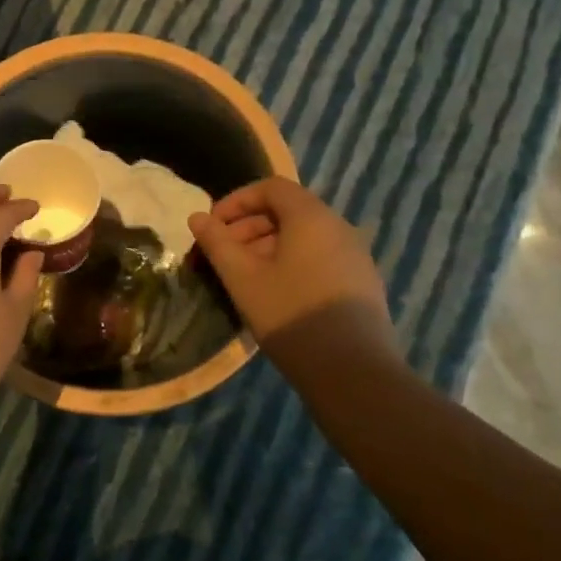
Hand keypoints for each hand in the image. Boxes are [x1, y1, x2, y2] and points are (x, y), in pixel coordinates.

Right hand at [188, 178, 394, 355]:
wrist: (353, 372)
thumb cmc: (290, 314)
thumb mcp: (242, 278)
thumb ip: (217, 243)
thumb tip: (197, 217)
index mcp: (311, 217)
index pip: (271, 188)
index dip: (236, 201)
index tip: (213, 227)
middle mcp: (339, 227)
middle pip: (288, 211)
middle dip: (249, 226)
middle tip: (222, 255)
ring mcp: (355, 256)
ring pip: (304, 236)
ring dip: (268, 247)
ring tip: (244, 277)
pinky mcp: (362, 283)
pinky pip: (320, 257)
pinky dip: (292, 262)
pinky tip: (275, 295)